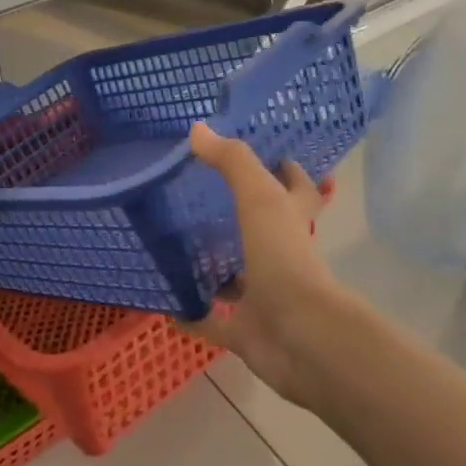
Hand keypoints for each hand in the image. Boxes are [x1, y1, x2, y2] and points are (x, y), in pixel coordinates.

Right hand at [186, 121, 360, 408]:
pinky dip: (192, 316)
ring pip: (238, 277)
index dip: (286, 170)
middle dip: (240, 216)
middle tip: (199, 197)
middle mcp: (283, 255)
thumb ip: (232, 162)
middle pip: (264, 230)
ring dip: (216, 267)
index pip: (297, 188)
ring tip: (176, 245)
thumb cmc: (284, 258)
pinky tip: (166, 303)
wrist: (300, 337)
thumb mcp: (259, 198)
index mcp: (292, 221)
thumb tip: (197, 128)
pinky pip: (213, 322)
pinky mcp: (247, 331)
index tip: (264, 154)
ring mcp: (265, 296)